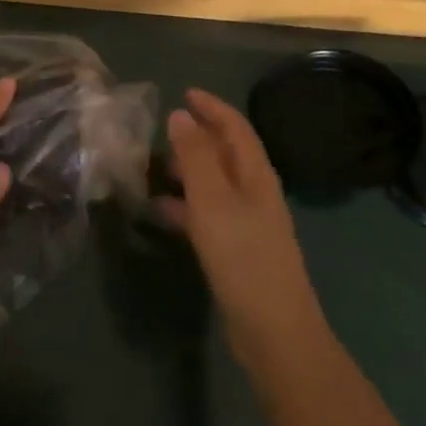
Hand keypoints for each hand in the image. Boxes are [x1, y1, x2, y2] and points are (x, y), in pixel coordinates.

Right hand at [156, 89, 326, 366]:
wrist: (274, 332)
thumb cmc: (242, 256)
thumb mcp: (212, 200)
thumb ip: (195, 156)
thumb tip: (180, 115)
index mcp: (255, 176)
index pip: (236, 128)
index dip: (212, 107)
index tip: (184, 93)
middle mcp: (255, 193)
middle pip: (226, 154)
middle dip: (195, 139)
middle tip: (160, 134)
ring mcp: (248, 223)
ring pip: (214, 184)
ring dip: (186, 172)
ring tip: (152, 170)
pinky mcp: (237, 249)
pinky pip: (207, 213)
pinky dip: (185, 205)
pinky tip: (161, 212)